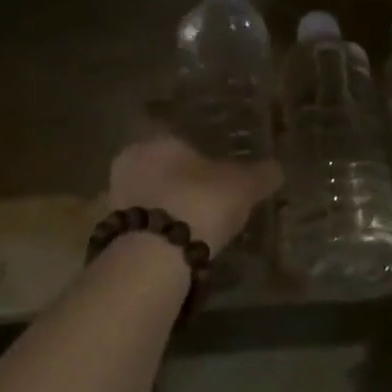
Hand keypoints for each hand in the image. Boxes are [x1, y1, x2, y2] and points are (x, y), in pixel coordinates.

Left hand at [107, 132, 281, 254]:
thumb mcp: (243, 185)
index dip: (197, 156)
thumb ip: (260, 174)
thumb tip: (277, 168)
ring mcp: (118, 197)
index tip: (212, 171)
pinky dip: (158, 230)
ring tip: (193, 224)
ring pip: (148, 196)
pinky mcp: (114, 230)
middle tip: (204, 197)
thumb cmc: (201, 200)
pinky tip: (178, 243)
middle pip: (160, 167)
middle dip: (178, 180)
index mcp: (157, 140)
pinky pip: (143, 224)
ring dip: (166, 206)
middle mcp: (131, 161)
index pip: (177, 139)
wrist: (159, 252)